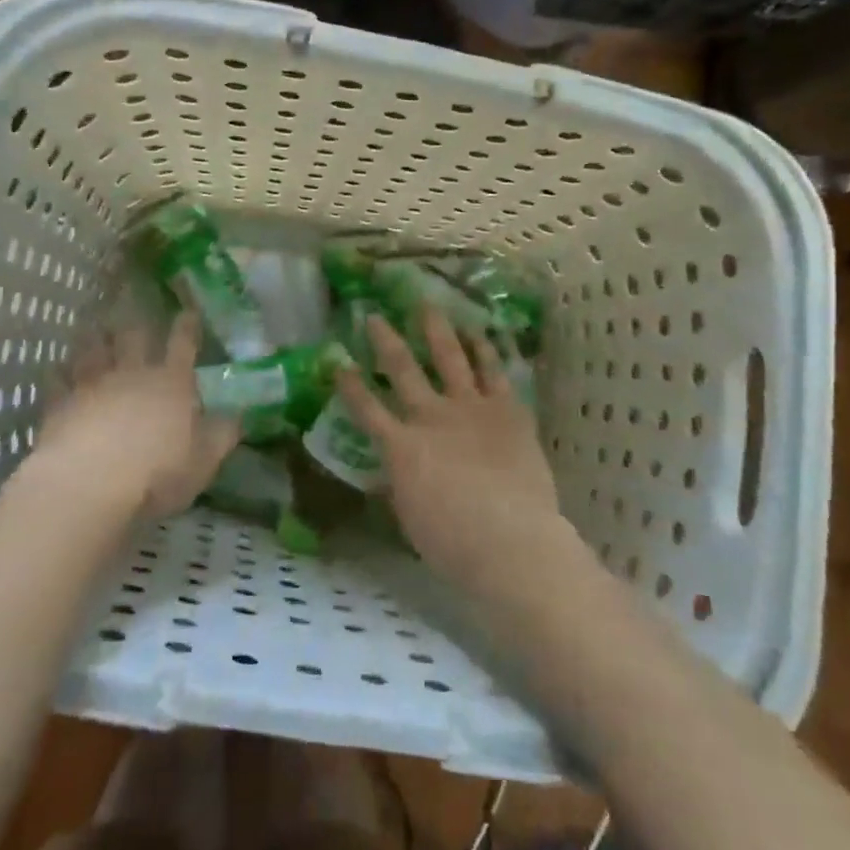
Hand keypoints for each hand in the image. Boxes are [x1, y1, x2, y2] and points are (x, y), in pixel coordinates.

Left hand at [26, 313, 238, 523]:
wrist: (89, 482)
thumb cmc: (157, 472)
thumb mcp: (203, 460)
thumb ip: (221, 435)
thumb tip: (238, 415)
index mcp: (171, 383)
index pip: (183, 345)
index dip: (186, 326)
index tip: (187, 310)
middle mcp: (132, 374)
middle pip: (134, 337)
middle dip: (136, 319)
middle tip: (132, 298)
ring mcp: (93, 386)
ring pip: (94, 351)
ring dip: (95, 336)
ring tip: (94, 323)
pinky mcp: (60, 404)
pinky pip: (57, 381)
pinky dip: (57, 371)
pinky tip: (55, 365)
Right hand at [334, 309, 569, 589]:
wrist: (511, 541)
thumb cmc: (453, 543)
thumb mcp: (410, 516)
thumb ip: (399, 484)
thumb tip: (389, 471)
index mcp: (401, 446)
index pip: (365, 408)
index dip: (349, 384)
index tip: (337, 361)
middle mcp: (431, 416)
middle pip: (402, 369)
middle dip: (385, 340)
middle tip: (374, 316)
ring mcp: (470, 408)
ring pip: (449, 357)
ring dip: (436, 330)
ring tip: (427, 305)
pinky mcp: (507, 409)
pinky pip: (493, 371)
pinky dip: (485, 350)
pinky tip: (479, 333)